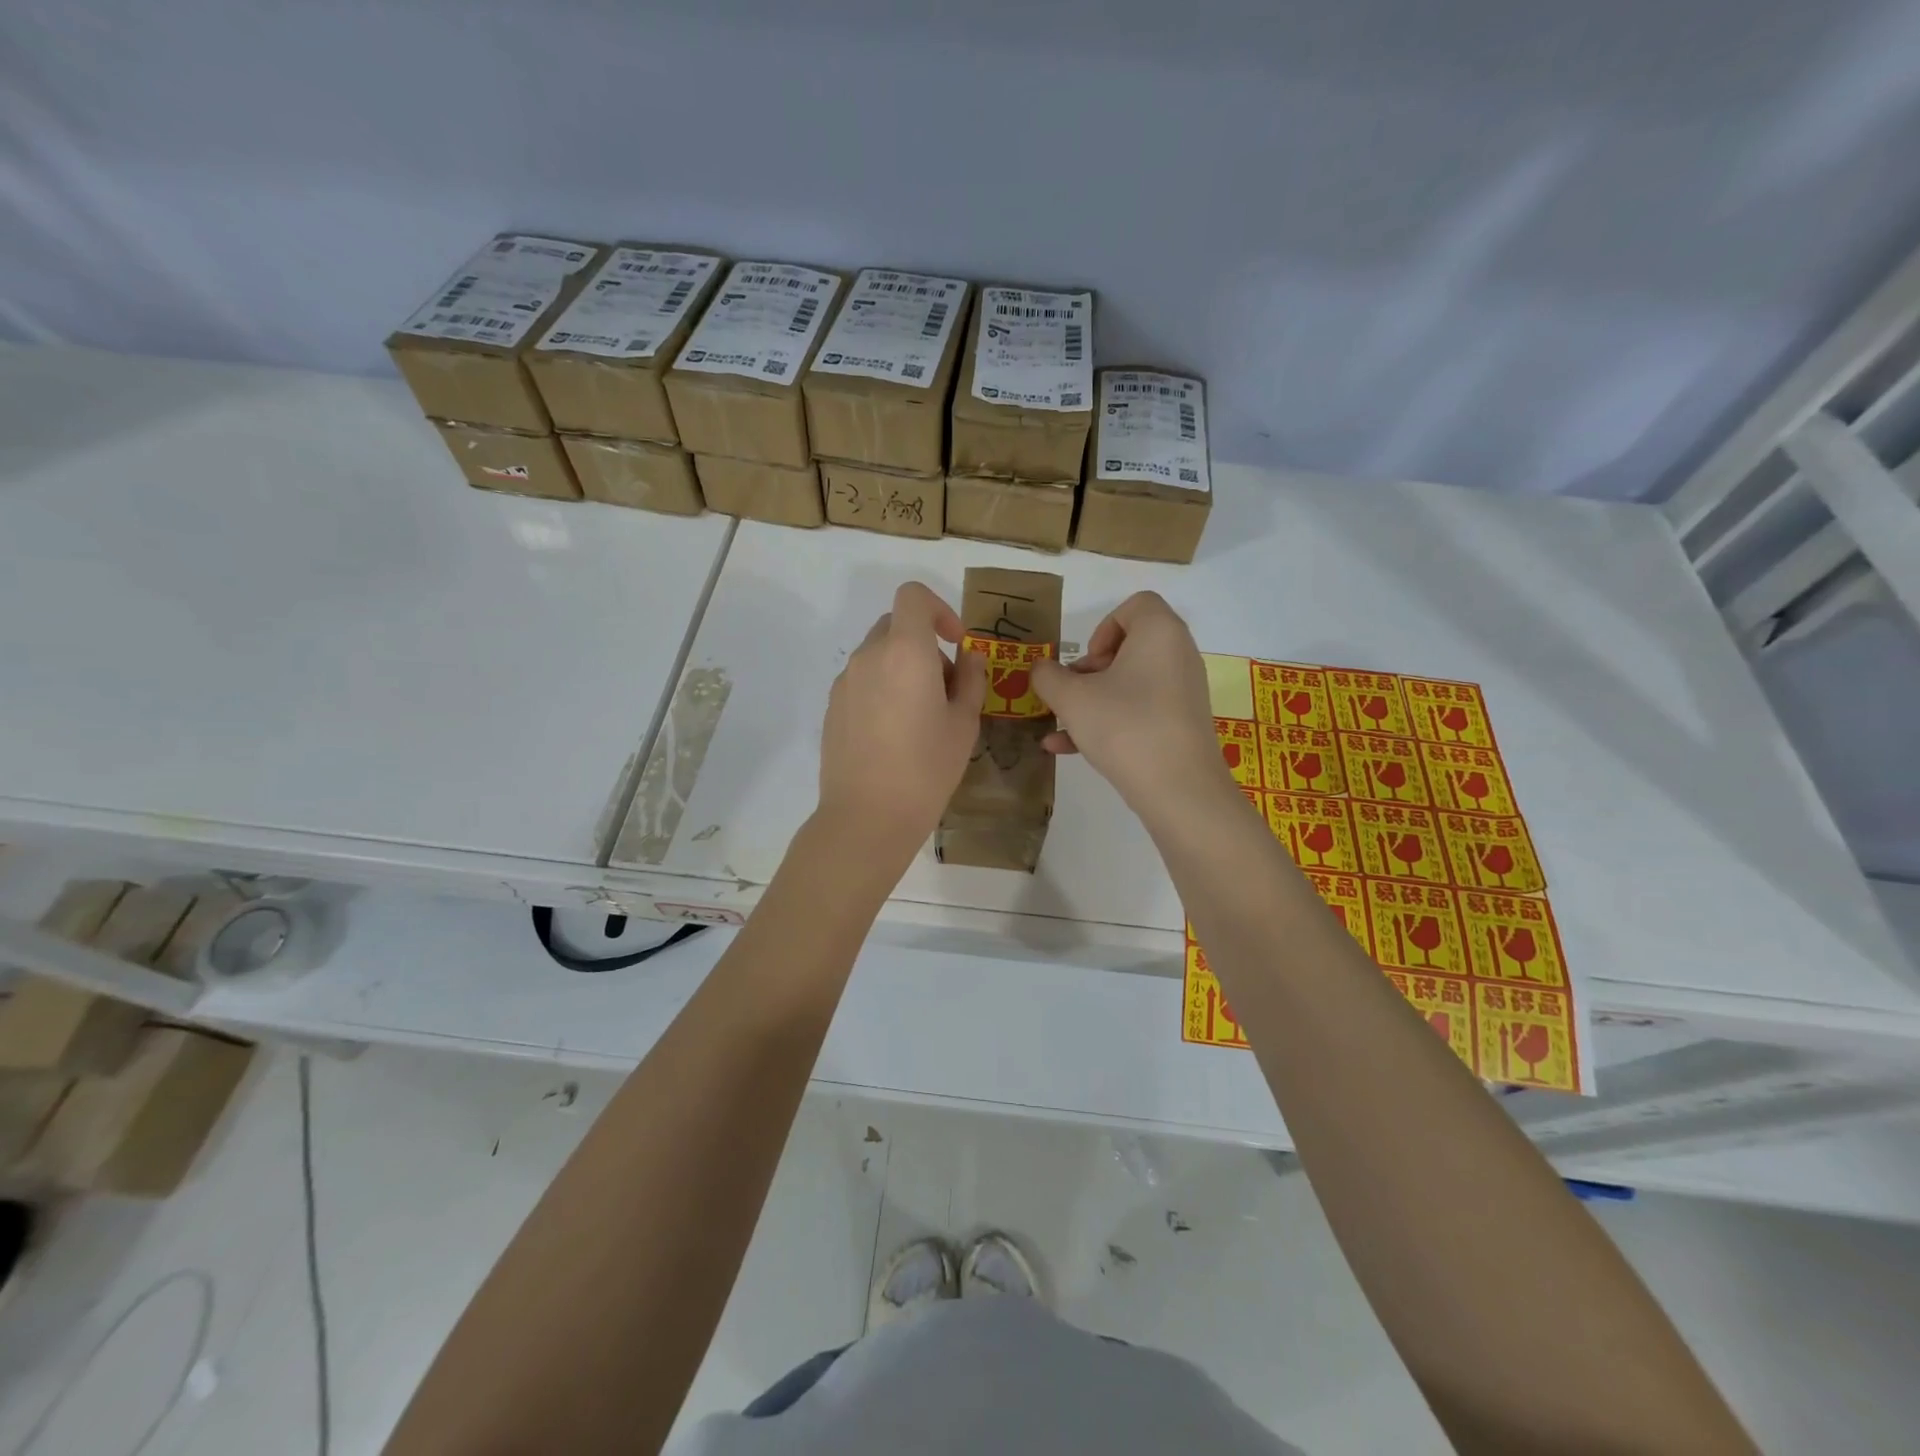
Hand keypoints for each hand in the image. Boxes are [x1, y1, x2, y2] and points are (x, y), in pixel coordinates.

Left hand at [817, 581, 986, 868]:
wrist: (867, 816)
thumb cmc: (926, 768)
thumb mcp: (964, 723)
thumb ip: (971, 679)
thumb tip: (968, 656)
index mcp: (904, 651)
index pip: (913, 596)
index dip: (939, 609)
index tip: (956, 643)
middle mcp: (868, 656)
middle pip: (896, 626)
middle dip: (925, 645)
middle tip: (946, 689)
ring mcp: (845, 682)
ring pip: (878, 655)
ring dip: (903, 668)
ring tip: (921, 718)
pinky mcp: (832, 708)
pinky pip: (863, 681)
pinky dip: (883, 689)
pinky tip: (894, 735)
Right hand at [1031, 592, 1232, 821]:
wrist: (1178, 789)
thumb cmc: (1124, 726)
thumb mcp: (1071, 698)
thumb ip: (1048, 677)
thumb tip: (1041, 669)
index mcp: (1159, 633)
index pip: (1136, 605)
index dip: (1102, 628)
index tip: (1086, 661)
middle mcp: (1178, 655)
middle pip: (1129, 647)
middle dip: (1090, 670)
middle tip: (1071, 694)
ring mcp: (1183, 692)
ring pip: (1130, 684)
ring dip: (1092, 700)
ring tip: (1060, 724)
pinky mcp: (1181, 725)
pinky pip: (1140, 711)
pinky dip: (1108, 722)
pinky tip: (1067, 748)